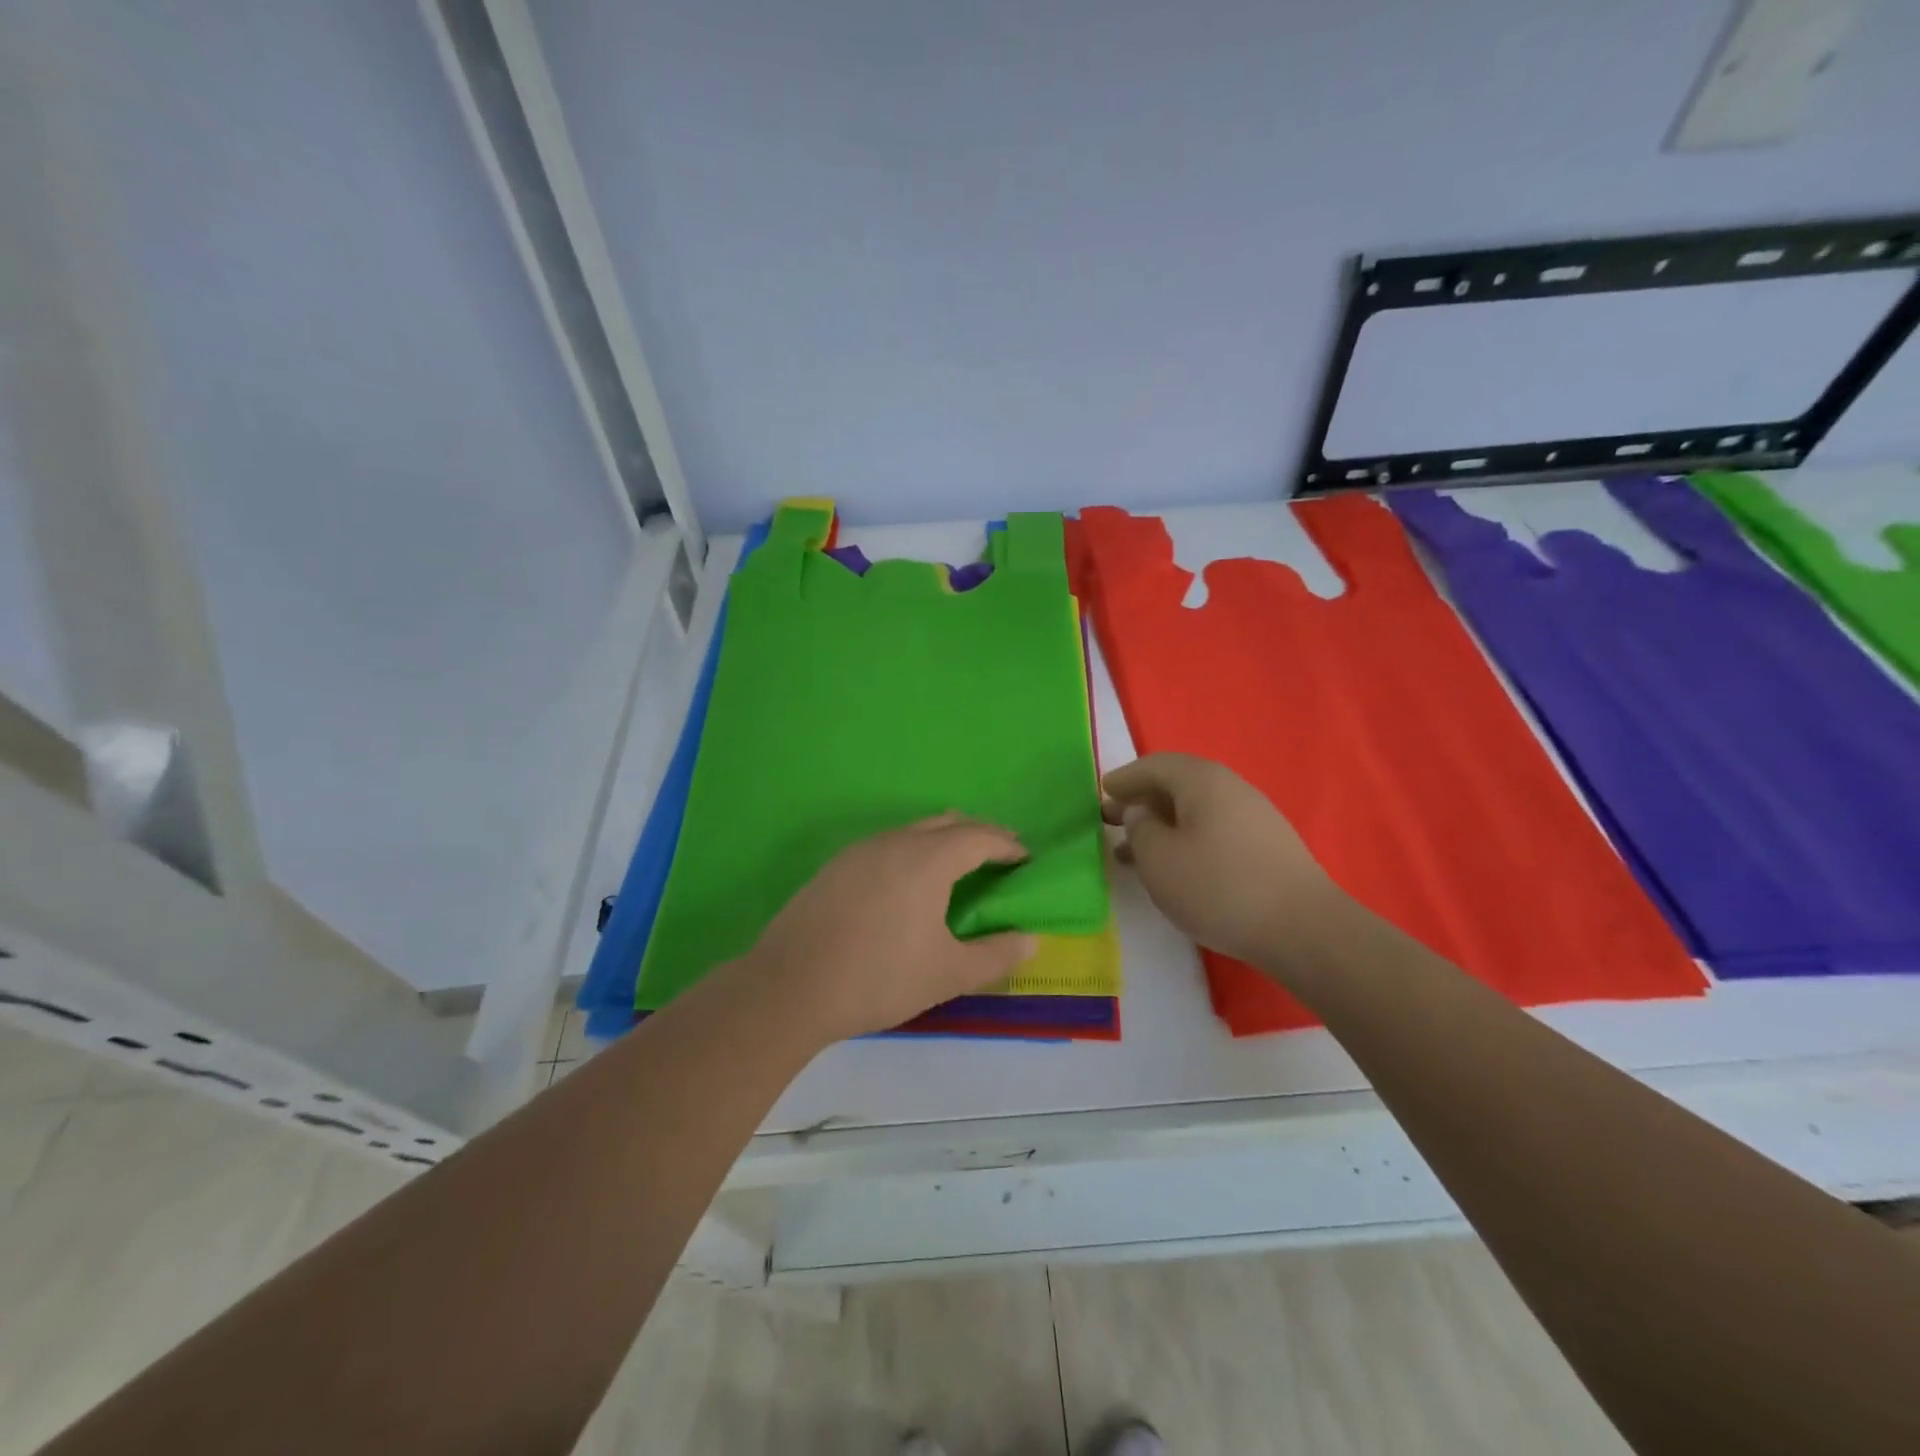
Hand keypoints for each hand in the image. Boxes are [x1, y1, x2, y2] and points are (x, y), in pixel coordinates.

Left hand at [742, 814, 1039, 1044]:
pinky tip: (908, 884)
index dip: (1006, 843)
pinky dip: (912, 852)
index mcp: (927, 859)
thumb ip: (995, 955)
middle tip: (999, 855)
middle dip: (978, 834)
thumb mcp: (947, 974)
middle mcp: (894, 842)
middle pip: (946, 823)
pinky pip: (887, 845)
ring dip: (942, 840)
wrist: (790, 987)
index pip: (978, 836)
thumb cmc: (879, 978)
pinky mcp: (836, 866)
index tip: (1024, 857)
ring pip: (913, 831)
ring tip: (958, 867)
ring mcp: (860, 851)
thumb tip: (1031, 941)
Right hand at [1103, 753, 1338, 965]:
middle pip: (1176, 785)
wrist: (1302, 929)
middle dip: (1140, 802)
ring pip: (1195, 811)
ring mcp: (1254, 816)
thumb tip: (1141, 812)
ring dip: (1161, 826)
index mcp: (1201, 780)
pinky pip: (1213, 831)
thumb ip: (1139, 828)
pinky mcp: (1266, 846)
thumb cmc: (1218, 887)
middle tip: (1110, 820)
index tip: (1102, 790)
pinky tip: (1174, 868)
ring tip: (1132, 853)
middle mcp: (1230, 788)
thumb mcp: (1159, 859)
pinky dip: (1185, 841)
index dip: (1124, 778)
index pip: (1153, 766)